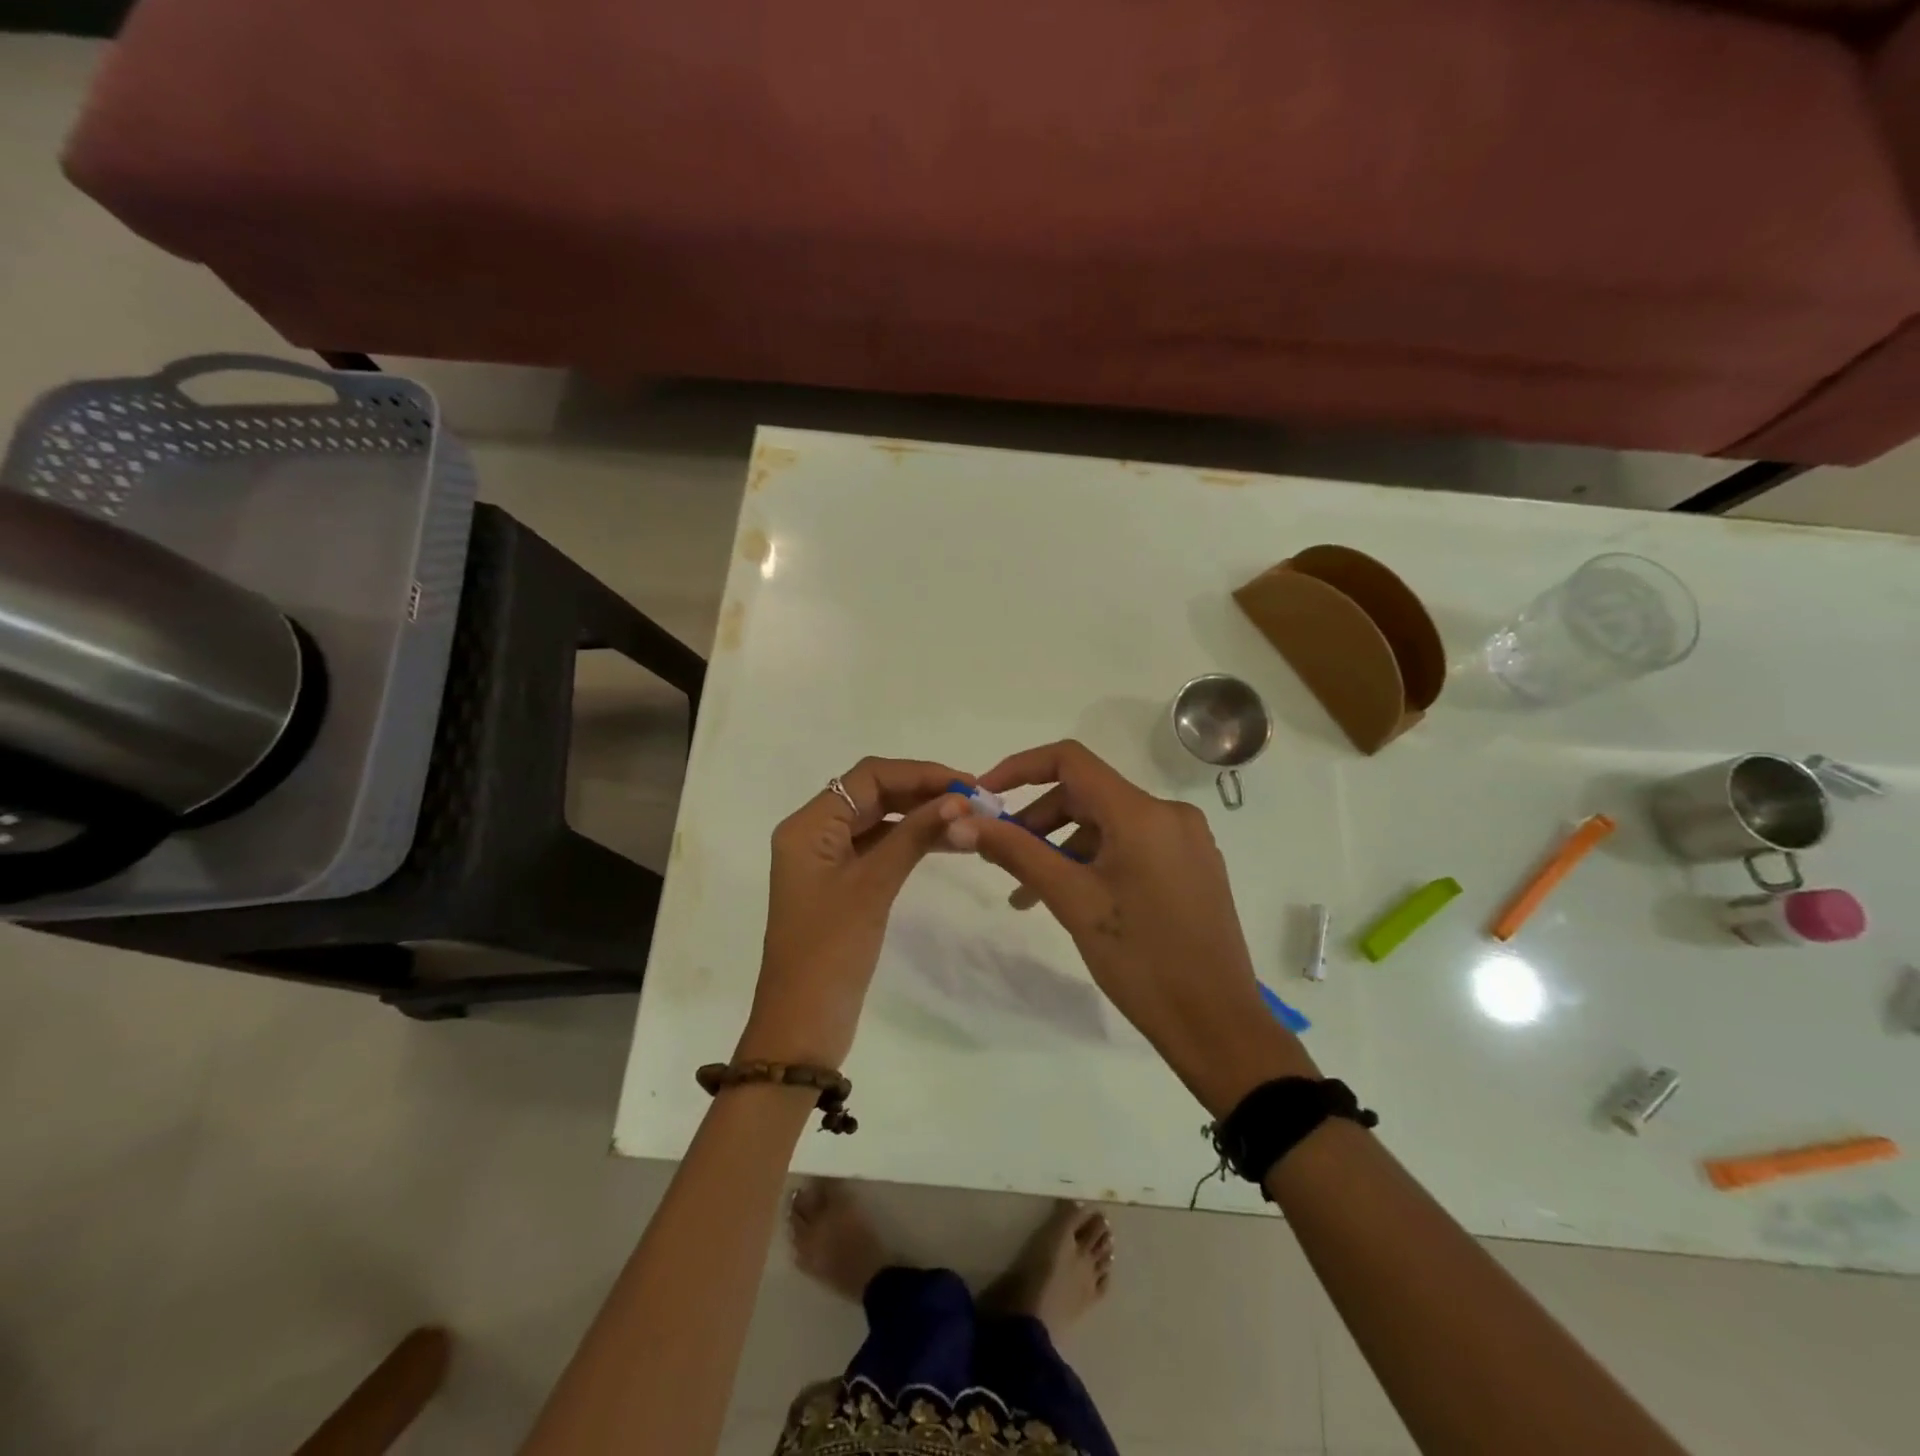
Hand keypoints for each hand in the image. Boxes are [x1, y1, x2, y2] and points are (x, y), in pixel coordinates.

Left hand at [738, 758, 970, 1067]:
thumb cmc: (831, 951)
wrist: (802, 1026)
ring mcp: (827, 860)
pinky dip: (911, 841)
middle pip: (873, 794)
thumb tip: (959, 799)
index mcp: (808, 825)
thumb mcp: (874, 886)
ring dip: (921, 816)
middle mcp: (813, 833)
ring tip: (970, 820)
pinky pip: (879, 847)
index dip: (919, 774)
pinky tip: (947, 843)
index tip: (966, 785)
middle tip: (976, 801)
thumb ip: (914, 835)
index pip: (868, 777)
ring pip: (879, 820)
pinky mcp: (841, 884)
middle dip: (923, 792)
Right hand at [946, 740, 1315, 1115]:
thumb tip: (963, 822)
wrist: (1217, 1025)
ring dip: (1063, 848)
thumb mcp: (1072, 901)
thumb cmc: (1140, 959)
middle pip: (1087, 795)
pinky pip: (1132, 846)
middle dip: (1038, 821)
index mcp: (1142, 813)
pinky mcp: (1193, 866)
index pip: (1070, 760)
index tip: (985, 796)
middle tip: (1002, 859)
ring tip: (1028, 894)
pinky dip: (1095, 861)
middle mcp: (1169, 814)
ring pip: (1108, 825)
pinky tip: (1073, 899)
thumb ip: (1017, 852)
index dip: (1020, 768)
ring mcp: (1186, 840)